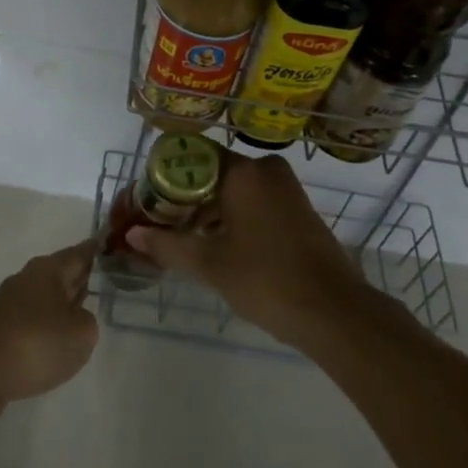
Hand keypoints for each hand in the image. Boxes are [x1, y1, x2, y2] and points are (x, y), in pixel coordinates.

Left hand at [0, 240, 99, 413]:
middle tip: (103, 278)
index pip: (79, 253)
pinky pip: (30, 318)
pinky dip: (44, 324)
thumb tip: (75, 318)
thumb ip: (87, 322)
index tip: (108, 244)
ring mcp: (8, 303)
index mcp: (49, 270)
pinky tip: (52, 341)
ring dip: (61, 302)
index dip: (96, 250)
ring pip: (44, 296)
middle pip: (60, 273)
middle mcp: (27, 278)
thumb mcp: (81, 334)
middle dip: (79, 276)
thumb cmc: (35, 344)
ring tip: (81, 312)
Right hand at [125, 151, 366, 346]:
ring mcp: (285, 189)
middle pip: (212, 172)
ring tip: (179, 238)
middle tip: (158, 222)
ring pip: (233, 189)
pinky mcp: (297, 210)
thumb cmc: (266, 279)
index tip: (145, 199)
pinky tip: (214, 244)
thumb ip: (168, 245)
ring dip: (206, 210)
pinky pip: (253, 202)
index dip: (164, 175)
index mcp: (243, 171)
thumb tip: (132, 236)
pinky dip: (231, 217)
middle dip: (183, 197)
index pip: (192, 155)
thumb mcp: (210, 264)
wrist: (334, 312)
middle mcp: (265, 170)